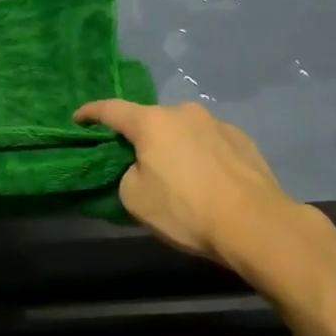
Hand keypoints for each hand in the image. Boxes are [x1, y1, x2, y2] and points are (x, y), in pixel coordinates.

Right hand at [75, 100, 298, 265]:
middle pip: (151, 121)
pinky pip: (210, 144)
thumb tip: (141, 168)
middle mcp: (183, 113)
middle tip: (138, 164)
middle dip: (141, 138)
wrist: (257, 225)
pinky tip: (209, 182)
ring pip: (183, 132)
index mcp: (152, 122)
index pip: (111, 110)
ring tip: (180, 177)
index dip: (90, 113)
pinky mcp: (243, 140)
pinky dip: (202, 157)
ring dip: (175, 147)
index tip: (78, 119)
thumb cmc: (187, 210)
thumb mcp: (136, 200)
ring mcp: (217, 123)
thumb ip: (127, 175)